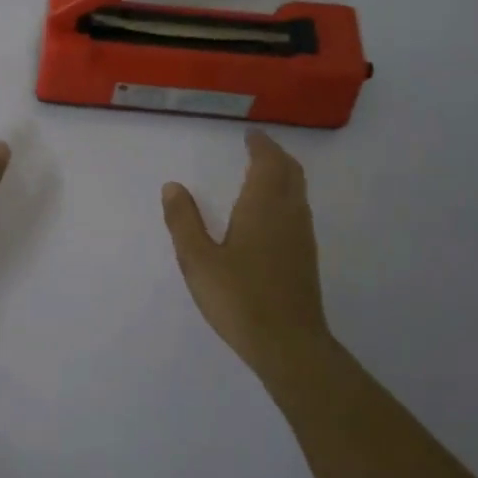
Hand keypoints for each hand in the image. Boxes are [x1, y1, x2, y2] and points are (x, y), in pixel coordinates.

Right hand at [162, 130, 334, 380]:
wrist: (288, 344)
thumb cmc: (238, 298)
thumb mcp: (198, 260)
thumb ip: (184, 221)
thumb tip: (172, 186)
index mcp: (263, 207)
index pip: (268, 163)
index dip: (260, 145)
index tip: (250, 134)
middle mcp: (288, 214)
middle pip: (290, 172)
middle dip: (275, 155)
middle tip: (258, 147)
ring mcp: (302, 237)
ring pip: (298, 192)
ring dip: (283, 175)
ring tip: (263, 173)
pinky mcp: (305, 258)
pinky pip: (298, 211)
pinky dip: (286, 196)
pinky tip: (270, 214)